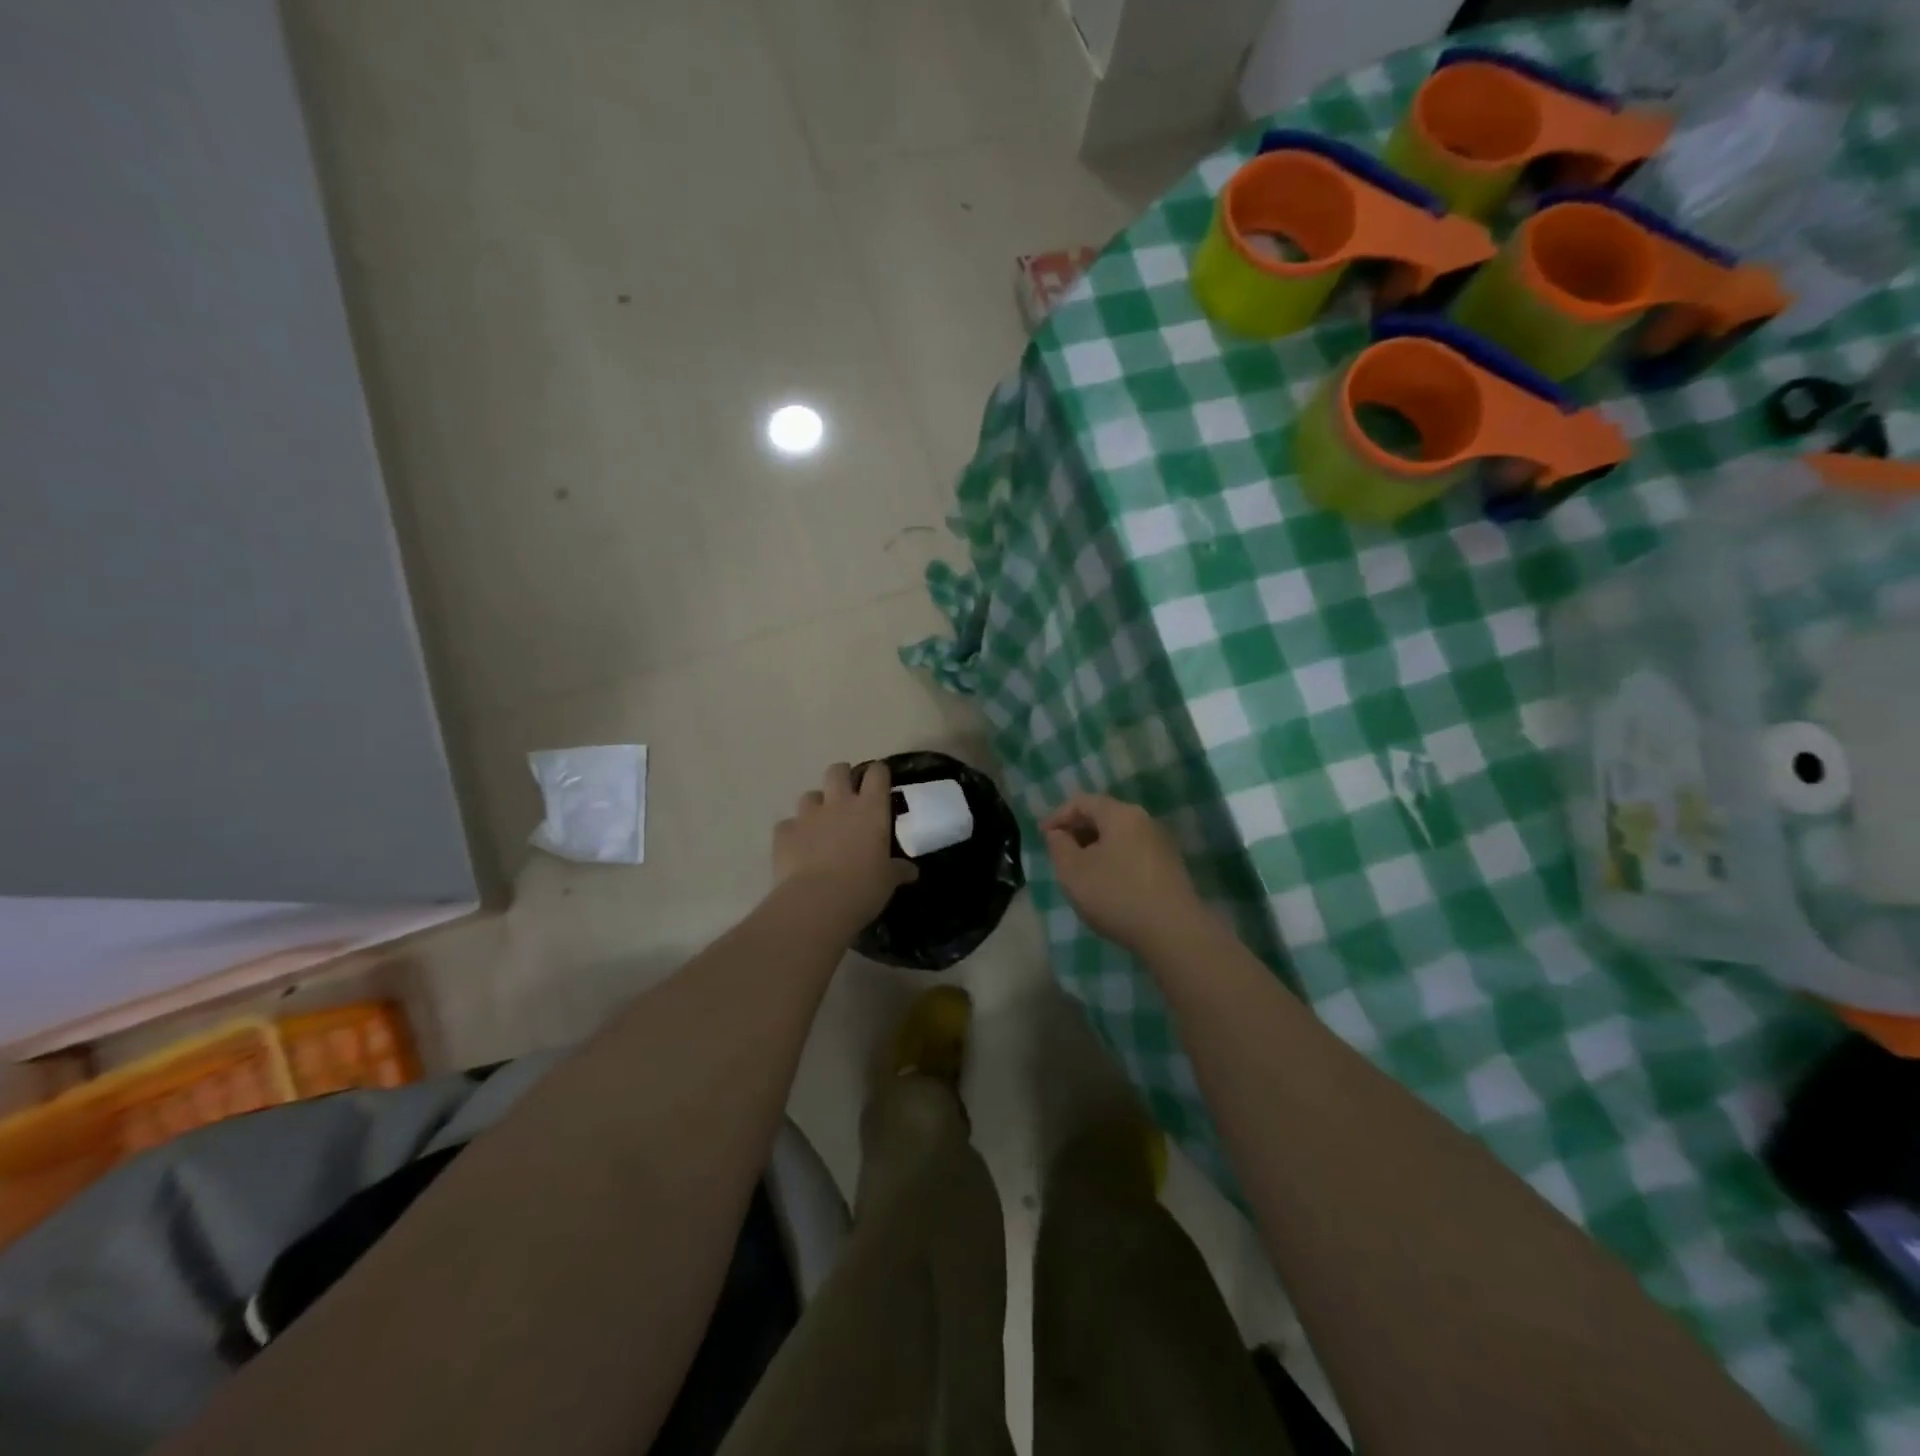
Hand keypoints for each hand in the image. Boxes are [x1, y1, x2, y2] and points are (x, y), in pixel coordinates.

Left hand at [773, 762, 916, 929]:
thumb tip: (911, 871)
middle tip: (848, 794)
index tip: (881, 781)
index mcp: (870, 809)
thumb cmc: (863, 887)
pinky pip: (787, 825)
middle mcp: (838, 803)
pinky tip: (797, 848)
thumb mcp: (888, 880)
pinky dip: (793, 833)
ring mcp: (807, 816)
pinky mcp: (783, 833)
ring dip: (816, 805)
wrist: (816, 903)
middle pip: (837, 771)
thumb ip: (898, 870)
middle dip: (842, 776)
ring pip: (810, 795)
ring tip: (820, 824)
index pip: (877, 774)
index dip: (878, 773)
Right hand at [1041, 794, 1206, 954]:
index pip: (1082, 802)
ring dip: (1095, 849)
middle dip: (1077, 832)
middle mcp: (1144, 821)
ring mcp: (1160, 844)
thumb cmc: (1116, 894)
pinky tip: (1106, 886)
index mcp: (1120, 814)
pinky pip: (1132, 854)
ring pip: (1118, 837)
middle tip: (1059, 854)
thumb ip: (1058, 845)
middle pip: (1103, 816)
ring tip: (1080, 873)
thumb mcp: (1072, 870)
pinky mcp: (1169, 868)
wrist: (1173, 932)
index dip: (1058, 816)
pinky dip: (1113, 861)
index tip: (1042, 837)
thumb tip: (1059, 833)